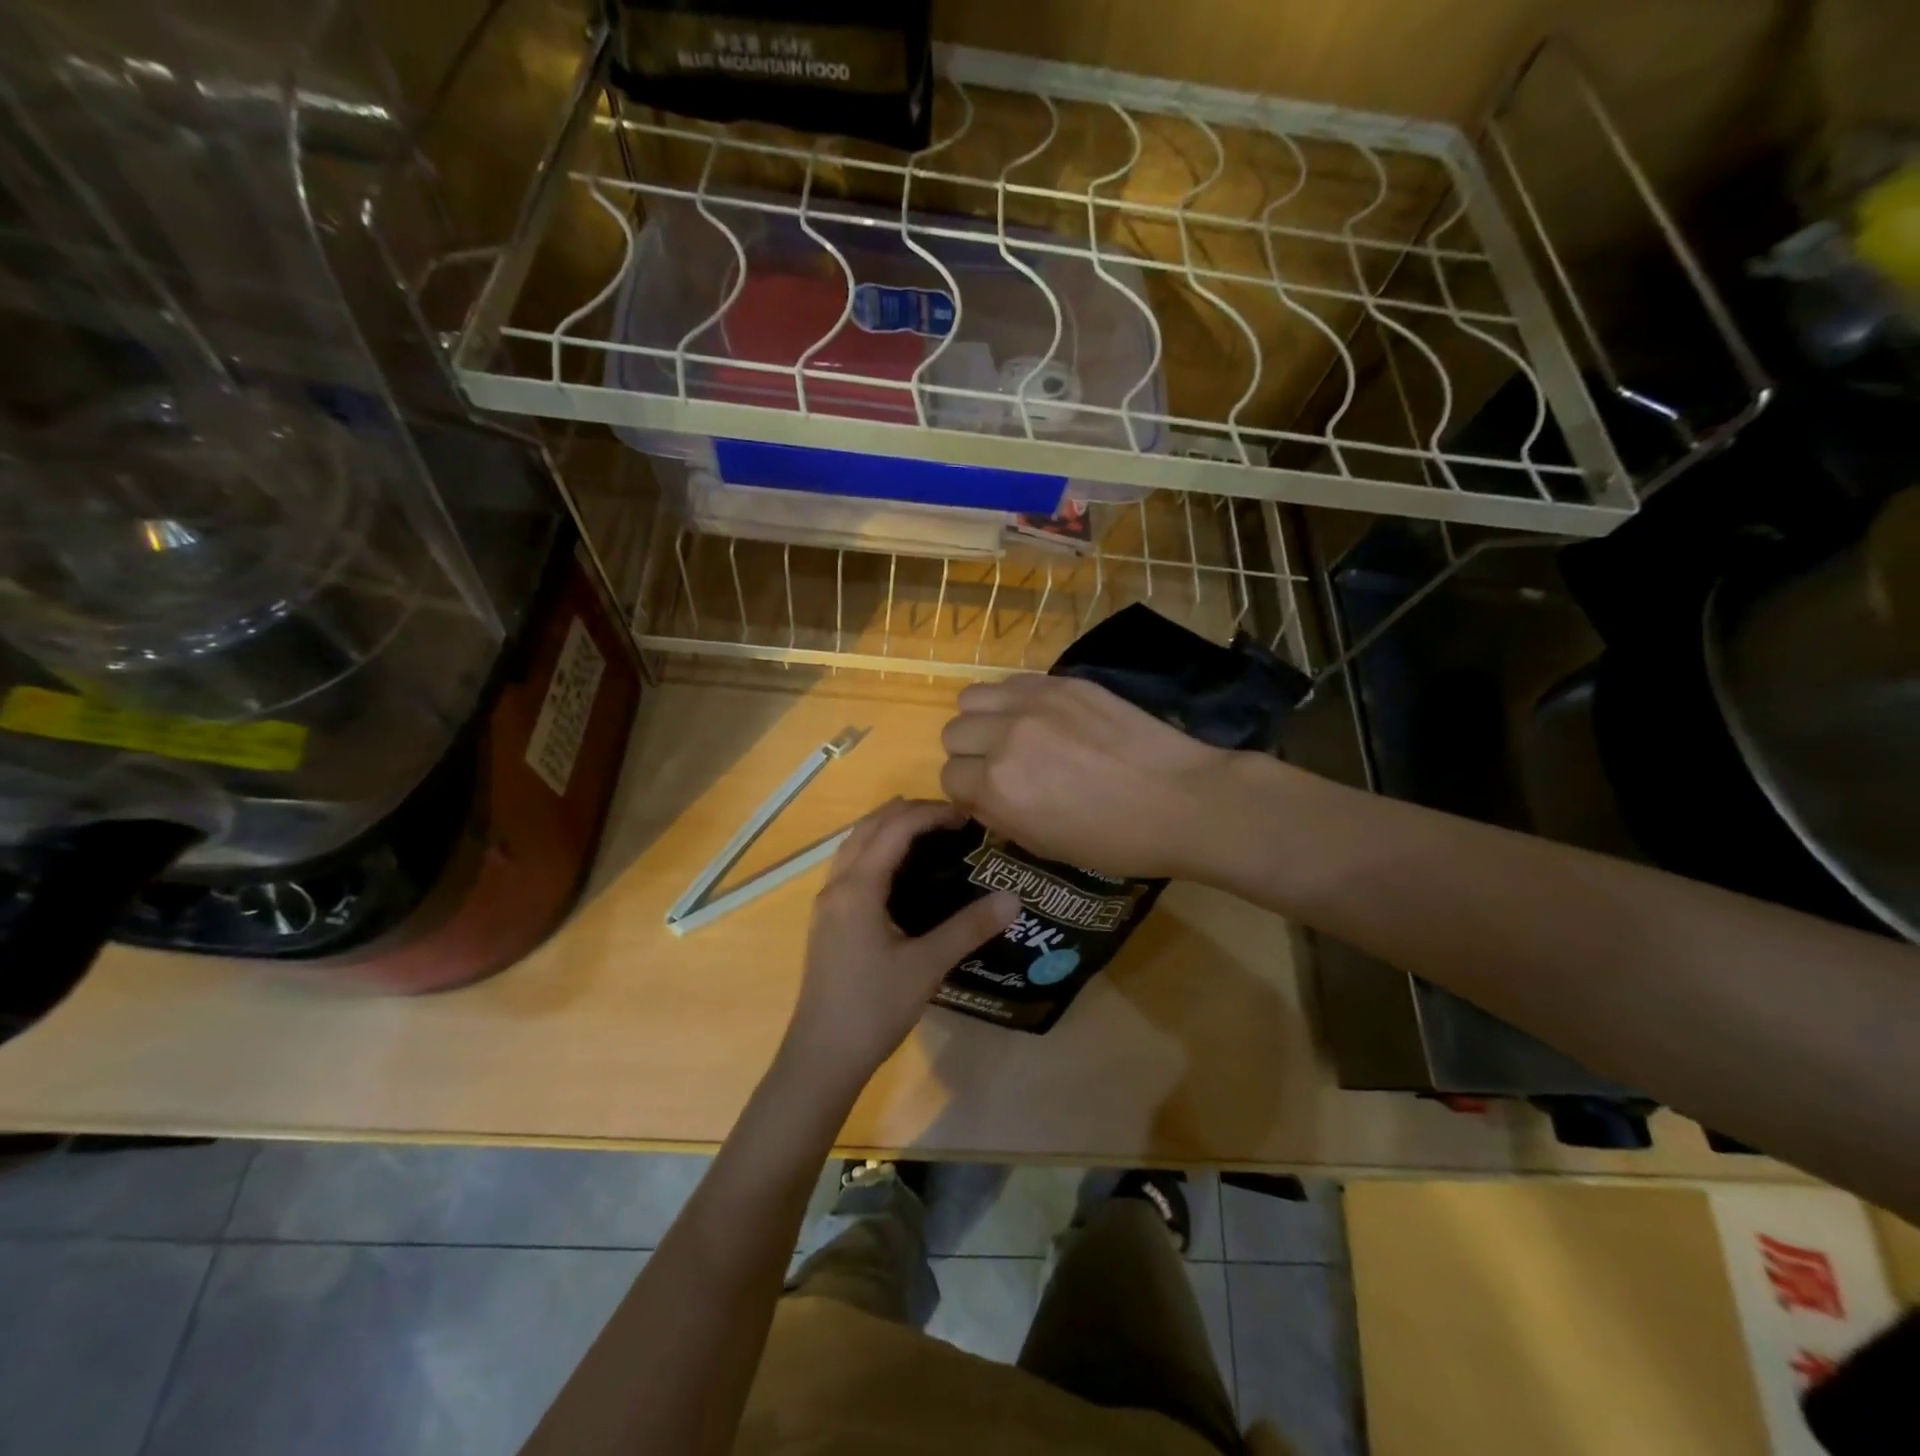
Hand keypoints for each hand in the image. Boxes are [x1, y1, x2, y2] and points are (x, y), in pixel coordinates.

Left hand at [783, 799, 1019, 1087]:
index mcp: (858, 887)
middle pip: (869, 827)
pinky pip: (851, 866)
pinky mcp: (827, 921)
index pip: (894, 828)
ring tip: (927, 832)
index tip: (967, 816)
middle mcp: (837, 885)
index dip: (930, 814)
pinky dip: (875, 850)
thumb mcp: (927, 967)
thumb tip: (1013, 898)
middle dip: (908, 813)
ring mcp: (827, 903)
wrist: (822, 1057)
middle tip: (951, 819)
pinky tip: (899, 872)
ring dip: (887, 828)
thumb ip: (969, 928)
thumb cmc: (873, 1008)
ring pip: (854, 845)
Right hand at [939, 675, 1234, 879]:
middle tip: (1003, 764)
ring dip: (983, 718)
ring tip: (1012, 732)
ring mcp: (1034, 703)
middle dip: (971, 753)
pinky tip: (1041, 716)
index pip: (949, 778)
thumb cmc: (1113, 840)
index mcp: (997, 787)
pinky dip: (1013, 700)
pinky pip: (1012, 682)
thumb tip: (977, 796)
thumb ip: (998, 816)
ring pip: (972, 698)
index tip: (989, 795)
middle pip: (954, 733)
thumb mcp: (1043, 845)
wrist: (1180, 800)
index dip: (967, 791)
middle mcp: (1005, 738)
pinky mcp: (1062, 683)